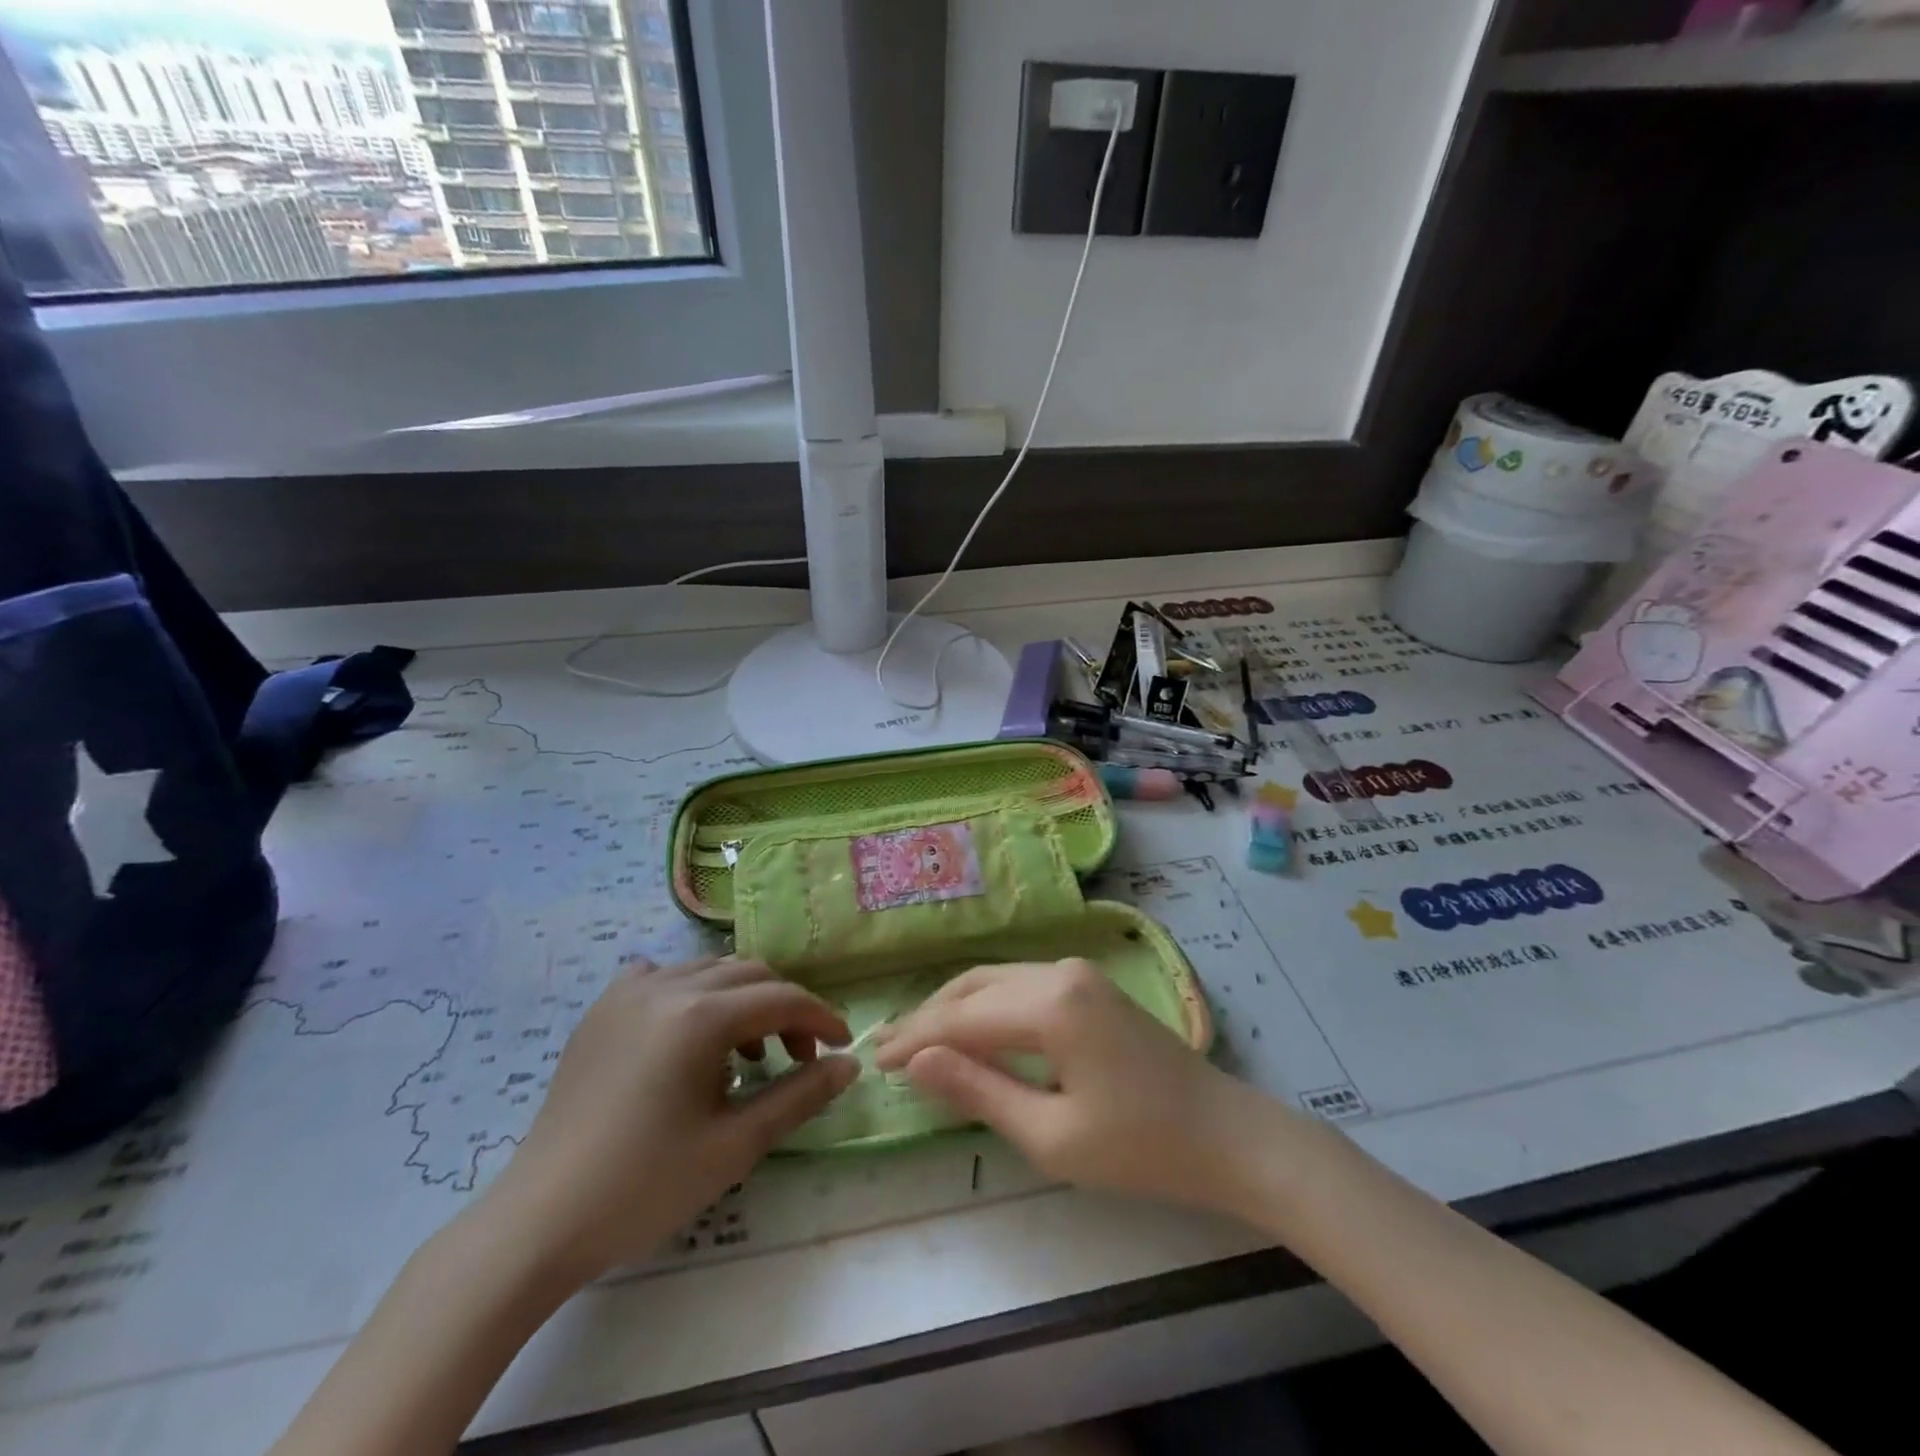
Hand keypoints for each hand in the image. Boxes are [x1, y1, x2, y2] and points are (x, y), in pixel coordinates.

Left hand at [485, 957, 855, 1281]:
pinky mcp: (602, 1010)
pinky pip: (661, 978)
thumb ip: (800, 1096)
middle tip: (796, 1060)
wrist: (539, 1222)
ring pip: (708, 973)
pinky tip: (687, 1033)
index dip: (820, 1018)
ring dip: (741, 1003)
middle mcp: (667, 986)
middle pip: (749, 976)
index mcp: (700, 1016)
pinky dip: (690, 994)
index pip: (781, 998)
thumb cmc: (644, 1187)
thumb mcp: (735, 1146)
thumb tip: (849, 1064)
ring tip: (745, 1058)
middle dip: (784, 1010)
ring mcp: (628, 993)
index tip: (841, 1047)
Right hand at [874, 958, 1262, 1212]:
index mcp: (1050, 1005)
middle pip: (973, 987)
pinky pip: (1019, 985)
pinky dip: (984, 1006)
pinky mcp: (1087, 984)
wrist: (1225, 1135)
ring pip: (994, 980)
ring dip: (953, 1008)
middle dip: (927, 1017)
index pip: (960, 1018)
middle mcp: (1058, 971)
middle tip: (884, 1048)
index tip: (873, 1061)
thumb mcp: (1051, 1136)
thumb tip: (918, 1061)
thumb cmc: (1140, 1148)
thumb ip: (979, 1091)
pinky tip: (967, 1030)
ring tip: (915, 1039)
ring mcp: (1076, 972)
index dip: (915, 1040)